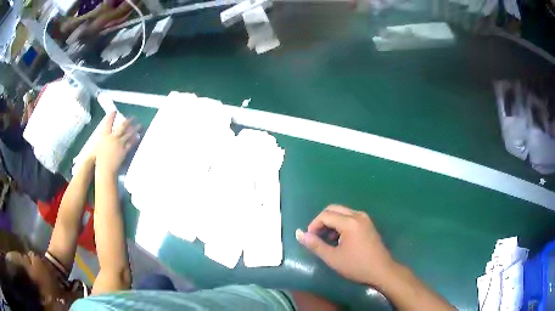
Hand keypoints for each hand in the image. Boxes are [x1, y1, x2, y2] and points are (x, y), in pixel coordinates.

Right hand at [95, 111, 139, 175]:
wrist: (104, 169)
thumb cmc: (98, 160)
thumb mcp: (97, 147)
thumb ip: (103, 140)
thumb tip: (106, 136)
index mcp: (104, 136)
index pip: (108, 123)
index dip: (111, 116)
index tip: (114, 111)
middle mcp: (112, 137)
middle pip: (121, 126)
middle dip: (128, 121)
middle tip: (133, 117)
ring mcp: (118, 143)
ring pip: (128, 133)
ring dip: (135, 128)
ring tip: (140, 125)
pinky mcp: (124, 150)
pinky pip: (130, 143)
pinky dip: (135, 139)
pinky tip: (138, 136)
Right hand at [296, 205, 394, 284]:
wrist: (381, 270)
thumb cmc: (356, 265)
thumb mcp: (332, 258)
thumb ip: (315, 244)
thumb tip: (299, 234)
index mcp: (349, 222)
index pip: (325, 215)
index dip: (313, 225)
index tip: (309, 239)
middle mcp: (357, 215)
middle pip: (333, 209)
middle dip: (321, 221)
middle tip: (316, 236)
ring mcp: (365, 218)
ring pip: (342, 212)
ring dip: (331, 222)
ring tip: (326, 240)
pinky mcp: (368, 224)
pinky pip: (350, 217)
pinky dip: (340, 224)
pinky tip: (339, 239)